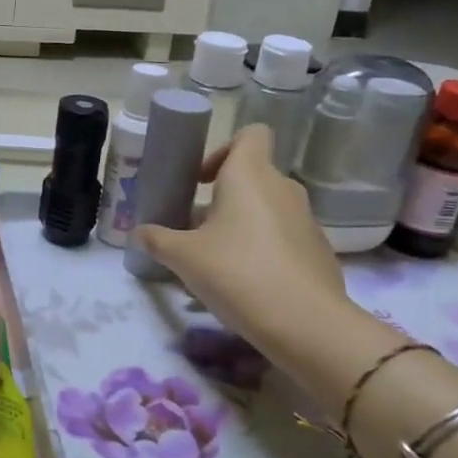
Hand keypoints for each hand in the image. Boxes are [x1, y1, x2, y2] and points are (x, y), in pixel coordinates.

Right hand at [133, 124, 351, 376]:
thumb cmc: (237, 273)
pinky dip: (265, 249)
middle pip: (253, 176)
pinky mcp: (318, 250)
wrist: (305, 323)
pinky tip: (248, 284)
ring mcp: (306, 219)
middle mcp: (282, 187)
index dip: (223, 149)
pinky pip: (284, 237)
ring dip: (241, 224)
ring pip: (267, 208)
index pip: (251, 134)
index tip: (201, 181)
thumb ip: (158, 240)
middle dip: (222, 197)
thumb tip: (139, 233)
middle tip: (196, 229)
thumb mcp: (184, 258)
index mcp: (250, 175)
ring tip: (217, 261)